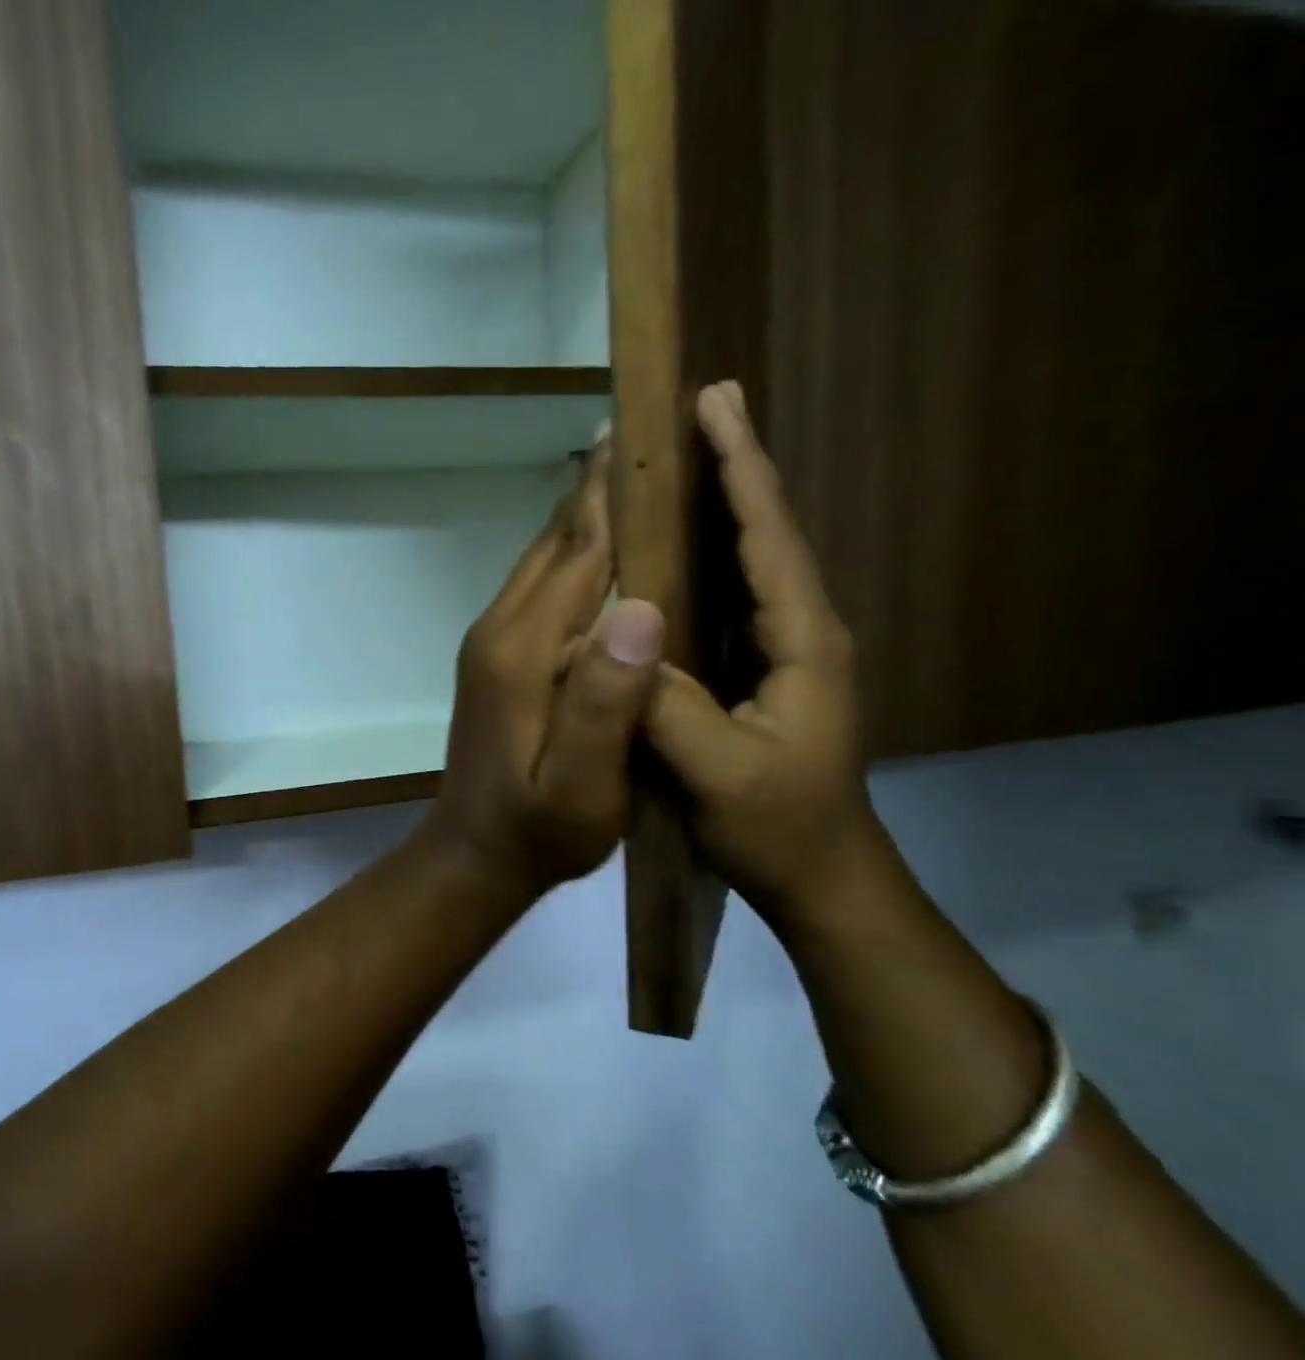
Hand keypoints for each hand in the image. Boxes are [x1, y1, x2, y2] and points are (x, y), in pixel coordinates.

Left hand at [423, 437, 666, 894]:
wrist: (475, 853)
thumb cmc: (538, 830)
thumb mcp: (583, 784)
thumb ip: (606, 702)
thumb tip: (642, 606)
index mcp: (526, 651)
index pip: (580, 553)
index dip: (615, 495)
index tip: (647, 430)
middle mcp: (501, 631)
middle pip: (555, 545)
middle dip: (596, 489)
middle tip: (641, 428)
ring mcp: (491, 644)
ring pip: (541, 563)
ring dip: (580, 518)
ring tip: (623, 469)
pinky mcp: (494, 660)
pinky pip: (535, 591)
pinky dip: (568, 558)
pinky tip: (596, 551)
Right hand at [645, 384, 889, 929]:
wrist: (819, 877)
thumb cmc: (777, 826)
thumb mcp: (718, 772)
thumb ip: (669, 707)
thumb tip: (616, 641)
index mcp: (802, 642)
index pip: (769, 540)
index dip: (742, 471)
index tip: (714, 406)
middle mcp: (800, 633)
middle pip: (766, 535)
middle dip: (735, 469)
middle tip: (701, 410)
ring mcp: (782, 655)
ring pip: (750, 565)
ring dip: (721, 509)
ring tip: (684, 464)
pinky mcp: (759, 676)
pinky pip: (730, 603)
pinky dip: (706, 562)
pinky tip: (672, 556)